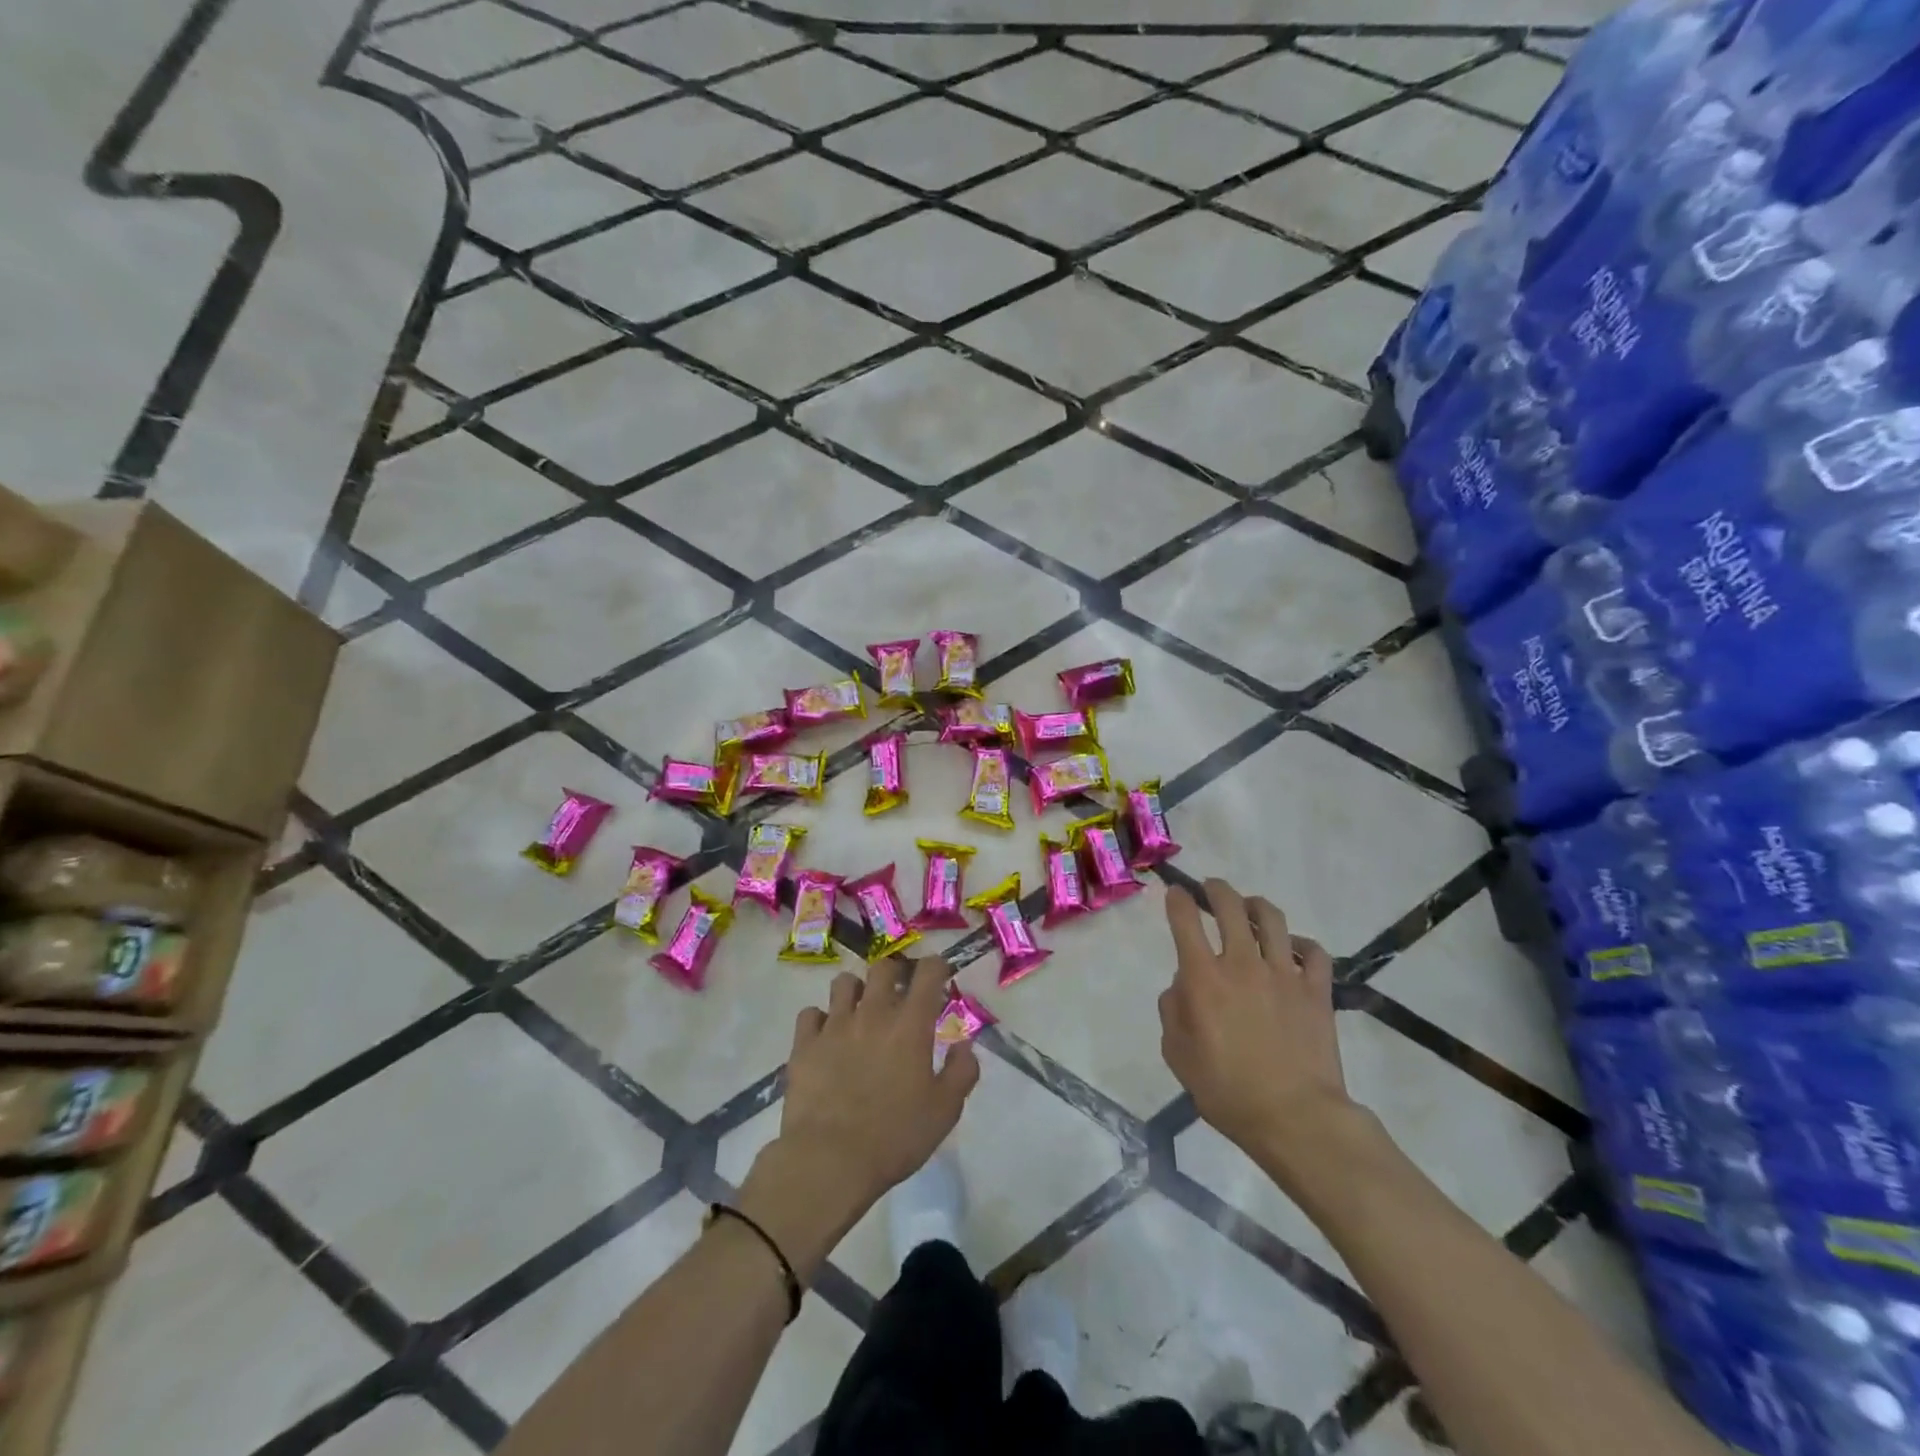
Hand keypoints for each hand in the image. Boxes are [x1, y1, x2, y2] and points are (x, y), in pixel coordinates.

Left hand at [738, 957, 979, 1275]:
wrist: (829, 1160)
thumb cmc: (895, 1136)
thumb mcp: (945, 1111)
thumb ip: (962, 1072)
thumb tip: (965, 1045)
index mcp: (910, 1025)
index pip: (927, 972)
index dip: (936, 966)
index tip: (940, 975)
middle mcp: (873, 1013)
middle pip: (883, 967)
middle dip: (895, 973)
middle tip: (900, 992)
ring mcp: (835, 1025)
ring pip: (844, 982)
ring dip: (857, 990)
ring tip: (861, 1010)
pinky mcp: (805, 1043)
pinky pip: (811, 1014)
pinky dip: (820, 1019)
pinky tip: (826, 1036)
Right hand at [1159, 879, 1351, 1168]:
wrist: (1294, 1117)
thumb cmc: (1227, 1091)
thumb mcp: (1178, 1055)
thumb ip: (1173, 1011)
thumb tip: (1182, 985)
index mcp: (1203, 978)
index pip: (1186, 920)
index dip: (1178, 899)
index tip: (1176, 892)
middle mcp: (1242, 964)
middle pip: (1230, 906)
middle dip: (1216, 890)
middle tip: (1211, 889)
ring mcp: (1283, 974)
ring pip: (1272, 919)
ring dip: (1256, 906)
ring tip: (1250, 909)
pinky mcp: (1316, 990)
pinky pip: (1313, 952)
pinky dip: (1302, 943)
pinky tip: (1293, 948)